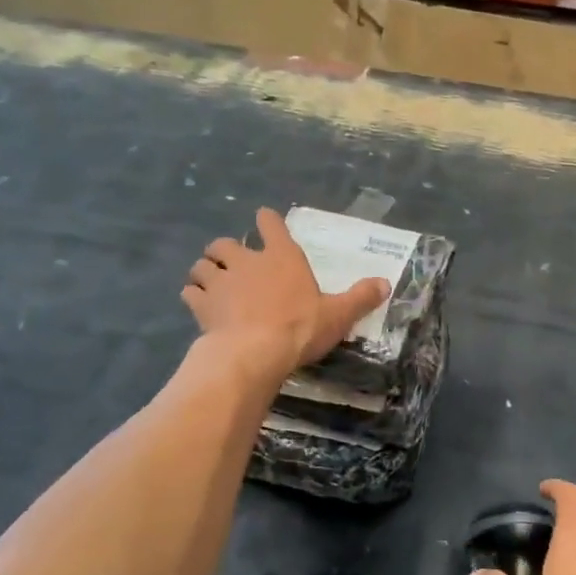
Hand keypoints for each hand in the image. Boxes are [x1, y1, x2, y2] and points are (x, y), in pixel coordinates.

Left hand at [183, 207, 389, 378]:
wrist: (255, 353)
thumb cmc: (300, 328)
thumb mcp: (338, 314)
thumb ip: (360, 297)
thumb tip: (385, 283)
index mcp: (282, 257)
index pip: (270, 223)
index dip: (266, 221)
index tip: (265, 222)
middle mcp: (247, 262)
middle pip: (225, 243)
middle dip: (225, 249)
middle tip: (232, 262)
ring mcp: (220, 282)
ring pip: (202, 265)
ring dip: (205, 271)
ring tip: (210, 281)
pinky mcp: (202, 305)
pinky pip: (190, 292)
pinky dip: (193, 295)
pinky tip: (199, 304)